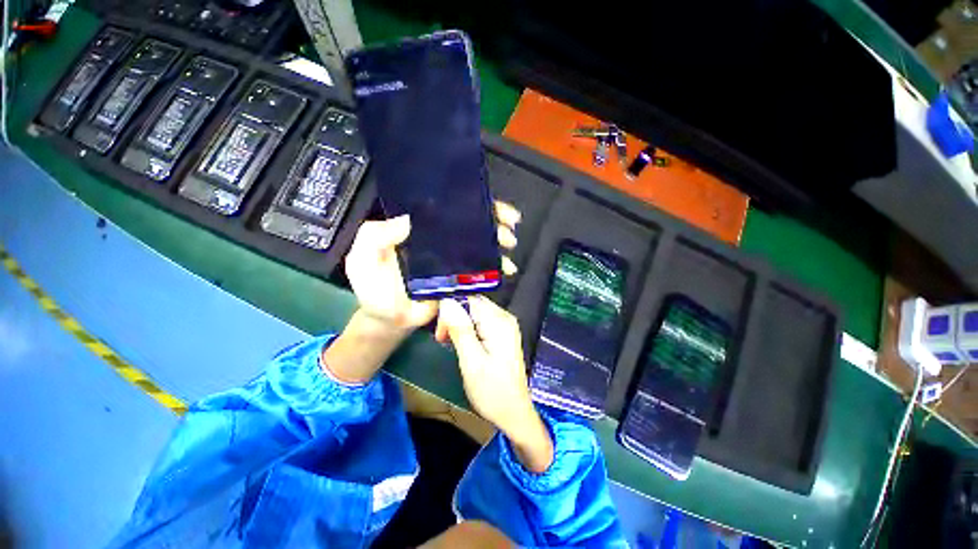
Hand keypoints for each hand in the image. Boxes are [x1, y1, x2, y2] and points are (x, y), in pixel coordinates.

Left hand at [344, 202, 521, 333]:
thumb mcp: (362, 259)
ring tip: (510, 244)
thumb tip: (408, 221)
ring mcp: (453, 260)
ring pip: (480, 244)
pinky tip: (507, 268)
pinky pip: (482, 269)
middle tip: (508, 224)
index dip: (466, 203)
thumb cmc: (375, 290)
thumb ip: (375, 237)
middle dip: (493, 219)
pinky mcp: (462, 279)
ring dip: (499, 240)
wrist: (390, 321)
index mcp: (419, 231)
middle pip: (469, 224)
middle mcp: (440, 241)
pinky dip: (497, 266)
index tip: (486, 202)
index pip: (445, 210)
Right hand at [436, 297, 553, 471]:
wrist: (514, 413)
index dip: (450, 308)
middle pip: (472, 302)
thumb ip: (460, 330)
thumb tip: (446, 301)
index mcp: (498, 321)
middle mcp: (504, 317)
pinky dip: (468, 328)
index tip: (440, 331)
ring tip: (450, 342)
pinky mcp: (503, 333)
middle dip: (454, 316)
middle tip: (443, 339)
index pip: (469, 298)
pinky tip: (463, 343)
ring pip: (475, 311)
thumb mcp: (472, 362)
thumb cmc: (492, 391)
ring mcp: (505, 324)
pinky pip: (481, 321)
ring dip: (459, 323)